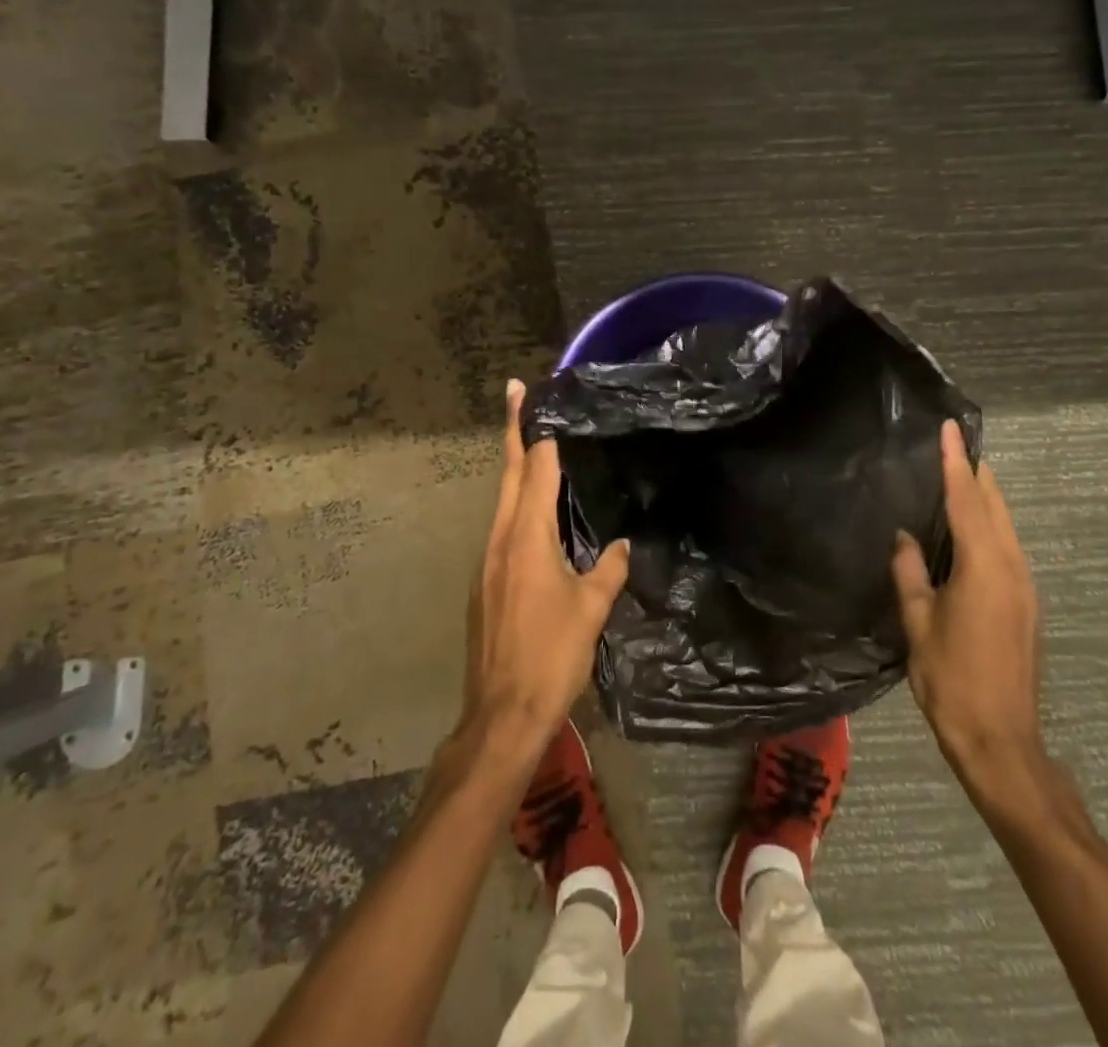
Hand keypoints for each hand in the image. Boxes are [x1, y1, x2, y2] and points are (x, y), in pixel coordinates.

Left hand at [457, 380, 629, 762]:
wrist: (502, 714)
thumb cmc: (551, 655)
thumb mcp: (591, 609)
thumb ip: (609, 569)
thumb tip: (623, 544)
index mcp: (527, 537)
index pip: (535, 470)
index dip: (538, 432)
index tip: (533, 397)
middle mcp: (500, 539)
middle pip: (508, 474)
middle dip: (513, 431)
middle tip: (516, 394)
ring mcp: (487, 562)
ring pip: (502, 501)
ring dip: (516, 468)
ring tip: (534, 445)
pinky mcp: (484, 584)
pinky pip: (502, 528)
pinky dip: (516, 505)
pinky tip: (535, 514)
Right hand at [892, 420, 1046, 817]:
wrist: (1002, 743)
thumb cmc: (952, 680)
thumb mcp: (918, 624)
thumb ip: (910, 574)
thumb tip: (904, 537)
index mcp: (984, 568)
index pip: (966, 501)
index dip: (955, 463)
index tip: (951, 430)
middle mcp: (1012, 569)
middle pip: (995, 508)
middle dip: (977, 474)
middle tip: (956, 444)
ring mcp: (1025, 589)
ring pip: (1006, 528)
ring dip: (986, 499)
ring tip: (963, 476)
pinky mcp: (1026, 607)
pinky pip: (1008, 549)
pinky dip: (990, 526)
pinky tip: (972, 530)